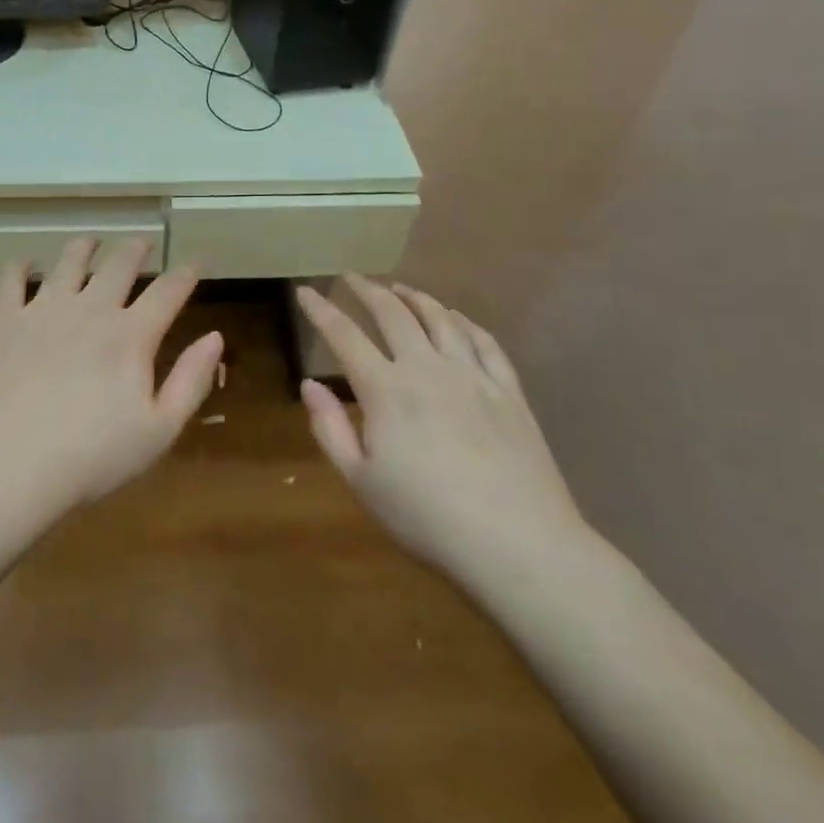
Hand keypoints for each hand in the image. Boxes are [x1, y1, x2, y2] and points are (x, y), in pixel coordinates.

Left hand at [0, 238, 222, 513]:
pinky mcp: (3, 321)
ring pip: (68, 262)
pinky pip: (11, 280)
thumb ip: (190, 381)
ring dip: (84, 247)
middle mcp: (90, 309)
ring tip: (91, 241)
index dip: (185, 273)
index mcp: (130, 335)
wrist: (6, 469)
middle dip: (136, 248)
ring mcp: (42, 310)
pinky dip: (20, 266)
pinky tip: (25, 263)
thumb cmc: (91, 458)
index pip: (167, 291)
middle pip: (119, 264)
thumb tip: (215, 337)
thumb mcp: (158, 431)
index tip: (195, 261)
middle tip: (143, 242)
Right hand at [297, 276, 588, 587]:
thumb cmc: (428, 519)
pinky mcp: (509, 392)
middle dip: (367, 290)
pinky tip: (456, 317)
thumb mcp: (362, 482)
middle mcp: (427, 369)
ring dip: (415, 297)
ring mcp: (472, 376)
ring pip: (440, 319)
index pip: (344, 336)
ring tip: (400, 288)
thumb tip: (309, 384)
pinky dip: (465, 322)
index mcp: (386, 390)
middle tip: (351, 277)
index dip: (321, 310)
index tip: (304, 290)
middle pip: (393, 314)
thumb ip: (330, 429)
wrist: (519, 545)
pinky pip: (485, 342)